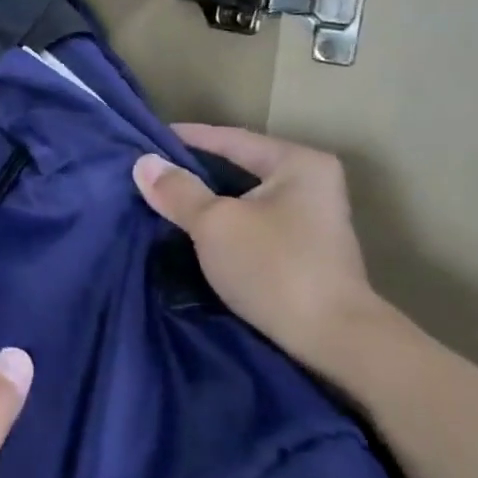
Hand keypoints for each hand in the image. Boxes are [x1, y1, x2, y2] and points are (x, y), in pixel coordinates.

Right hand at [133, 124, 378, 366]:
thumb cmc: (275, 267)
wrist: (334, 340)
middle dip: (196, 171)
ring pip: (246, 198)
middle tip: (153, 172)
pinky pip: (254, 223)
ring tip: (167, 200)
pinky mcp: (307, 250)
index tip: (148, 139)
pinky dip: (226, 223)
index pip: (231, 138)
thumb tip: (144, 163)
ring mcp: (313, 219)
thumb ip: (178, 191)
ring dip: (209, 200)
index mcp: (298, 162)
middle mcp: (312, 182)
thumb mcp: (215, 224)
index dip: (188, 138)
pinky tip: (197, 231)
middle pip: (240, 167)